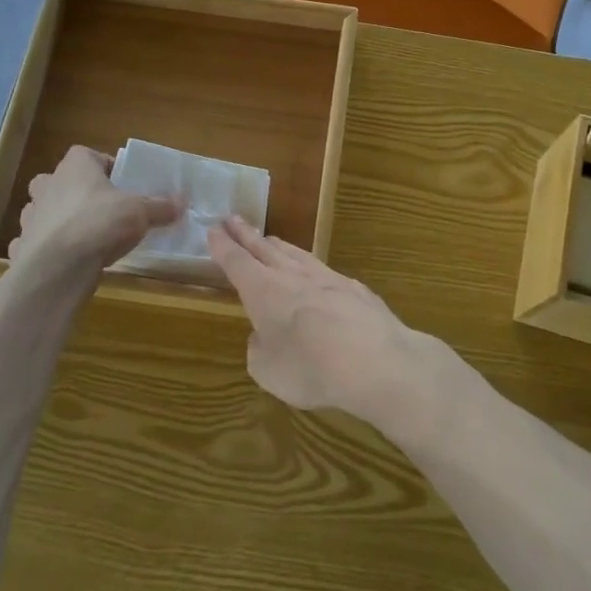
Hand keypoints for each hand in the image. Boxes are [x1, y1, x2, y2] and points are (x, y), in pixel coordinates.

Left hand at [10, 147, 179, 276]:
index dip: (107, 169)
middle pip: (65, 181)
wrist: (58, 267)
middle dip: (80, 193)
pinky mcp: (24, 244)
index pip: (90, 156)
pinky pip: (37, 240)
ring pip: (46, 210)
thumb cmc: (100, 223)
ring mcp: (32, 215)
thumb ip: (160, 206)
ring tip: (86, 236)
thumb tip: (182, 203)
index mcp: (76, 165)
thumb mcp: (141, 212)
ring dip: (61, 219)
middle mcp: (49, 183)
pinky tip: (67, 258)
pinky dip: (49, 247)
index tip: (123, 186)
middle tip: (103, 210)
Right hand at [206, 217, 439, 433]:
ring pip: (296, 254)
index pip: (237, 262)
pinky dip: (310, 267)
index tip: (213, 229)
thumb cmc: (310, 368)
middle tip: (232, 219)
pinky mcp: (355, 288)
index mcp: (264, 291)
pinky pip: (324, 270)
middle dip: (246, 234)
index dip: (223, 247)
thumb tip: (264, 335)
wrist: (377, 361)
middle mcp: (293, 276)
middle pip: (264, 248)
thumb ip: (259, 349)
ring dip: (278, 245)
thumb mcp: (267, 370)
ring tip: (268, 238)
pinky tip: (315, 272)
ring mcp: (327, 277)